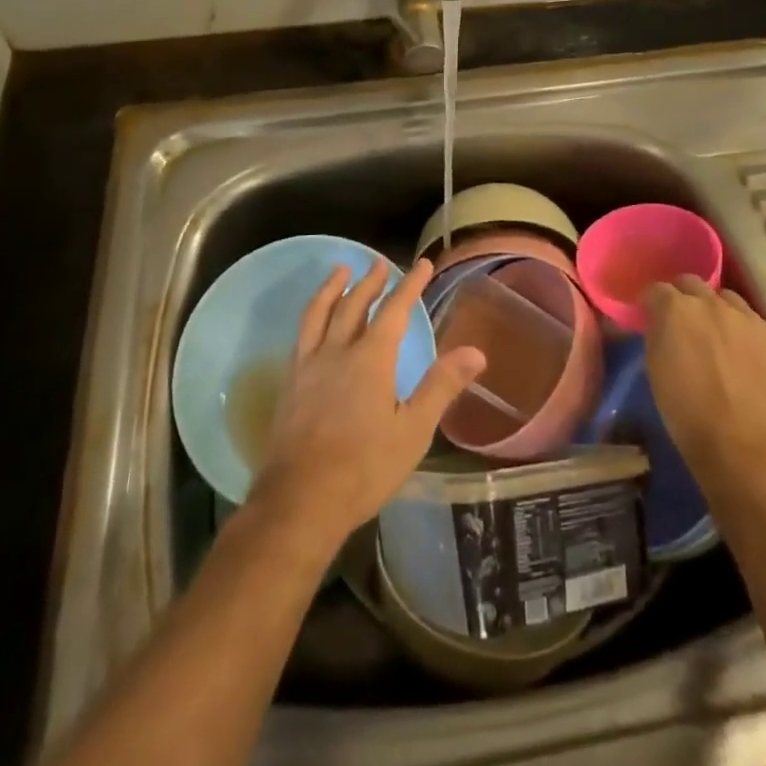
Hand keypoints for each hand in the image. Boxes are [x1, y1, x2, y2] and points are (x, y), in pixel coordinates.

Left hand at [250, 259, 484, 552]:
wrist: (300, 501)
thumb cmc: (364, 468)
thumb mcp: (413, 431)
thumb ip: (441, 387)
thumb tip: (476, 352)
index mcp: (371, 359)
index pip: (394, 310)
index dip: (410, 285)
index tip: (422, 264)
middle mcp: (337, 351)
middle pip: (354, 304)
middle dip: (370, 281)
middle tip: (380, 263)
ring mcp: (308, 366)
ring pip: (319, 313)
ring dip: (332, 288)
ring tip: (340, 271)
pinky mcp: (290, 384)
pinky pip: (301, 335)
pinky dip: (312, 315)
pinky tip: (314, 322)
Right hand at [643, 276, 765, 488]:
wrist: (743, 447)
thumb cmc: (686, 414)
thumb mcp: (654, 368)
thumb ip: (657, 335)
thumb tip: (658, 325)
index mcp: (674, 309)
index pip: (656, 289)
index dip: (650, 302)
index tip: (648, 315)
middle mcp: (710, 302)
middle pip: (691, 283)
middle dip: (682, 296)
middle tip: (680, 321)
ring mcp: (746, 317)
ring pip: (725, 297)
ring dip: (715, 308)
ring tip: (715, 333)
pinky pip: (752, 320)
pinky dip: (742, 329)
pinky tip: (742, 353)